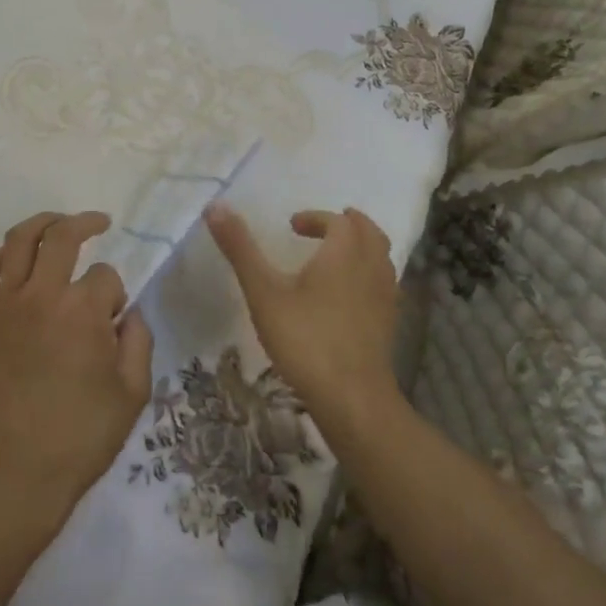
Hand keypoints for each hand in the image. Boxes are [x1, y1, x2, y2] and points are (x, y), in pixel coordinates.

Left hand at [0, 211, 153, 519]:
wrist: (21, 468)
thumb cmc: (84, 432)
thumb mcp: (134, 389)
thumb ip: (139, 339)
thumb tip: (126, 311)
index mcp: (82, 312)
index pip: (105, 276)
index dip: (115, 293)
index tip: (114, 319)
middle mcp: (41, 296)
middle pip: (61, 235)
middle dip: (85, 223)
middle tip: (100, 223)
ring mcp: (5, 305)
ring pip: (17, 240)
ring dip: (41, 224)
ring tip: (58, 224)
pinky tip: (14, 260)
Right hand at [204, 203, 401, 425]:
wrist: (353, 399)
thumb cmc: (305, 339)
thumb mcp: (264, 292)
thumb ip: (240, 248)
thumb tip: (216, 205)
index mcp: (344, 252)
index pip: (337, 221)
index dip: (315, 218)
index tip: (292, 226)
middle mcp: (371, 267)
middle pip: (369, 232)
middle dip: (348, 224)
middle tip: (324, 228)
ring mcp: (385, 297)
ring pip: (381, 257)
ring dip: (362, 247)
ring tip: (337, 257)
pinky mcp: (389, 324)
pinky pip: (384, 284)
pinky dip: (369, 275)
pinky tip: (349, 296)